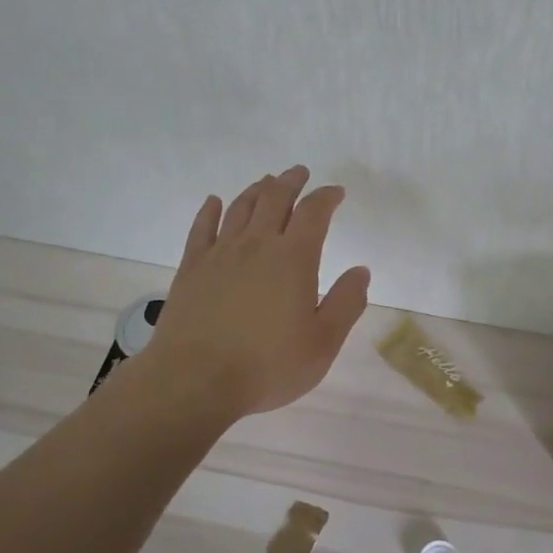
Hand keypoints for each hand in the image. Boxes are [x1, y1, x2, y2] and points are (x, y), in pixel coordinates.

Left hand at [137, 165, 370, 417]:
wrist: (195, 380)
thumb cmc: (267, 366)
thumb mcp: (323, 343)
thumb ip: (346, 303)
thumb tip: (361, 270)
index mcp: (294, 259)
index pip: (314, 213)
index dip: (327, 197)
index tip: (336, 192)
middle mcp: (257, 245)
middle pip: (275, 199)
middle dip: (291, 182)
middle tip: (299, 172)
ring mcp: (220, 253)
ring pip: (241, 207)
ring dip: (257, 190)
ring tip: (267, 181)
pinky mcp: (192, 268)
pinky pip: (202, 228)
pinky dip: (211, 210)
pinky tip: (214, 202)